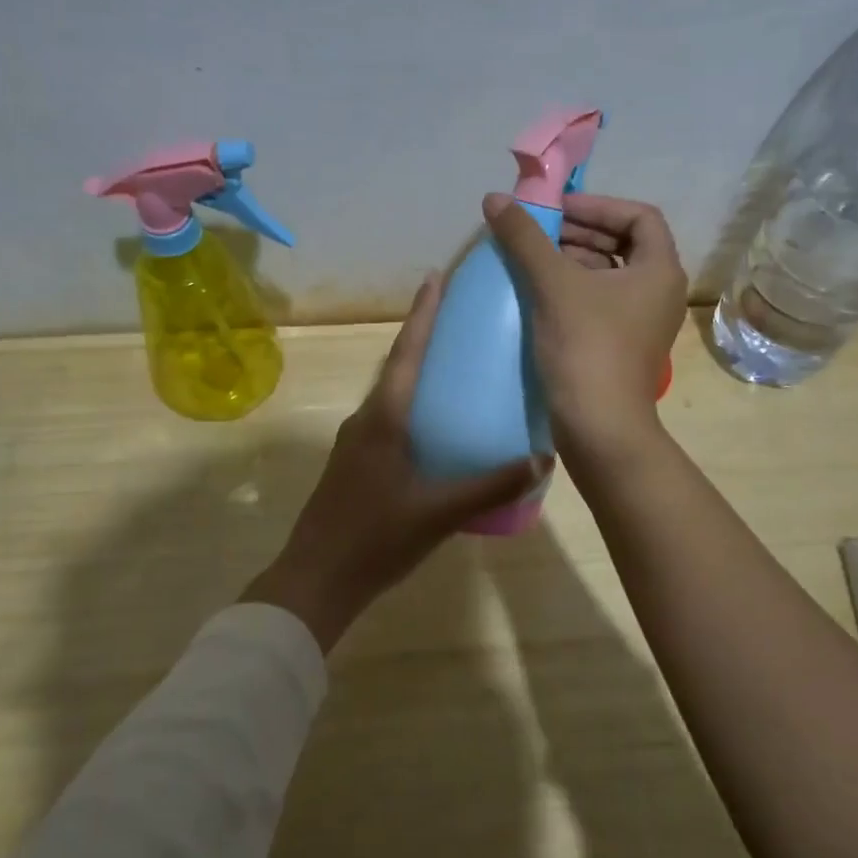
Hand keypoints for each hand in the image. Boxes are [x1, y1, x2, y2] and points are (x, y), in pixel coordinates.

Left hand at [245, 272, 549, 650]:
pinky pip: (388, 421)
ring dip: (417, 375)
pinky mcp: (354, 464)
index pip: (406, 354)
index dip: (422, 315)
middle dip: (424, 339)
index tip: (435, 278)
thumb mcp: (438, 513)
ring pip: (392, 396)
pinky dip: (412, 408)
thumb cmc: (375, 538)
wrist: (316, 579)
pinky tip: (437, 429)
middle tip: (460, 321)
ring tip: (456, 370)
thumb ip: (489, 486)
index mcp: (383, 419)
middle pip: (398, 367)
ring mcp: (356, 442)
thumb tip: (541, 458)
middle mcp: (366, 420)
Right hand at [483, 191, 687, 463]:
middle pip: (623, 244)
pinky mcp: (622, 346)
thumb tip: (495, 198)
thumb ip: (525, 238)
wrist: (599, 428)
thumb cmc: (586, 348)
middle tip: (537, 231)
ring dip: (572, 260)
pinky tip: (538, 294)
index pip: (638, 216)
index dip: (597, 205)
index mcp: (659, 270)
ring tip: (531, 259)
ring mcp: (642, 323)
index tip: (556, 209)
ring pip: (608, 275)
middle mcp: (659, 292)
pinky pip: (599, 302)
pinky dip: (572, 290)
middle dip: (579, 232)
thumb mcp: (553, 285)